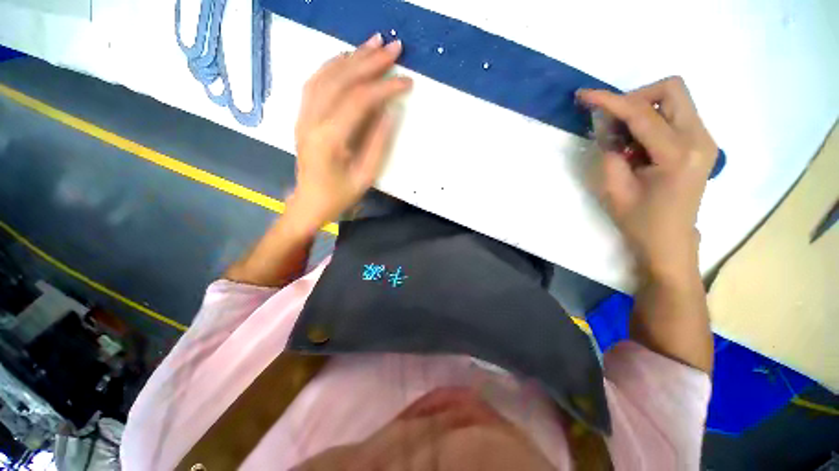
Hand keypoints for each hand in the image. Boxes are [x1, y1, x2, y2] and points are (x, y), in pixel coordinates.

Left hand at [287, 33, 411, 232]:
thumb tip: (390, 112)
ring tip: (373, 44)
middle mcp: (312, 120)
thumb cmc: (340, 195)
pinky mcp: (302, 116)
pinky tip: (347, 58)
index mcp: (330, 139)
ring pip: (325, 75)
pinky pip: (316, 82)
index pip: (359, 101)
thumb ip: (378, 143)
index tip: (406, 81)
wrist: (309, 202)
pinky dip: (333, 66)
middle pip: (341, 80)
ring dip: (351, 56)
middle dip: (369, 61)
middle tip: (393, 48)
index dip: (384, 87)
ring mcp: (303, 115)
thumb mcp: (365, 176)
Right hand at [577, 77, 717, 278]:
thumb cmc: (639, 221)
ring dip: (642, 110)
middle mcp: (700, 138)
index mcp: (678, 155)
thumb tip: (606, 124)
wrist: (670, 241)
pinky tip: (638, 145)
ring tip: (624, 140)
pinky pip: (675, 115)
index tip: (584, 95)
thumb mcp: (614, 188)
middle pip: (671, 89)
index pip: (642, 113)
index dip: (610, 100)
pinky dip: (651, 120)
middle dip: (635, 97)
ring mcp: (704, 139)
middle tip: (612, 122)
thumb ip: (609, 150)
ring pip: (674, 99)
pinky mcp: (701, 143)